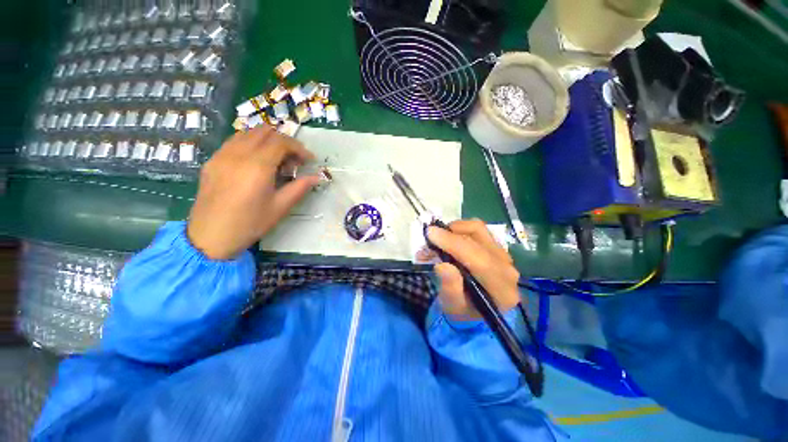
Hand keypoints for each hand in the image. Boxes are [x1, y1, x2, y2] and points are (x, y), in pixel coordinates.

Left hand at [187, 126, 318, 259]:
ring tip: (276, 159)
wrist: (210, 236)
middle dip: (284, 141)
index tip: (309, 160)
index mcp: (257, 166)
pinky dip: (250, 144)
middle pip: (265, 132)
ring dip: (267, 140)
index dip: (299, 148)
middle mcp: (238, 154)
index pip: (281, 142)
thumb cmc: (250, 223)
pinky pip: (234, 141)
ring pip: (248, 133)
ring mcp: (222, 155)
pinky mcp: (212, 161)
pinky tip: (256, 161)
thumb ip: (300, 188)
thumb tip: (317, 177)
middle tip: (293, 160)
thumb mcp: (280, 207)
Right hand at [427, 219, 520, 318]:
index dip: (453, 244)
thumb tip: (442, 265)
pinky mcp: (496, 246)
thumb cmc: (462, 310)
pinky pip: (477, 229)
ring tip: (437, 240)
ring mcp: (503, 255)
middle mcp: (507, 269)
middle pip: (478, 241)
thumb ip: (450, 288)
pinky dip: (458, 229)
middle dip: (449, 236)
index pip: (479, 260)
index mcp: (502, 290)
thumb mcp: (453, 307)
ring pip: (478, 230)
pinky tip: (447, 238)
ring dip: (453, 230)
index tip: (431, 233)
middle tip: (427, 238)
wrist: (474, 308)